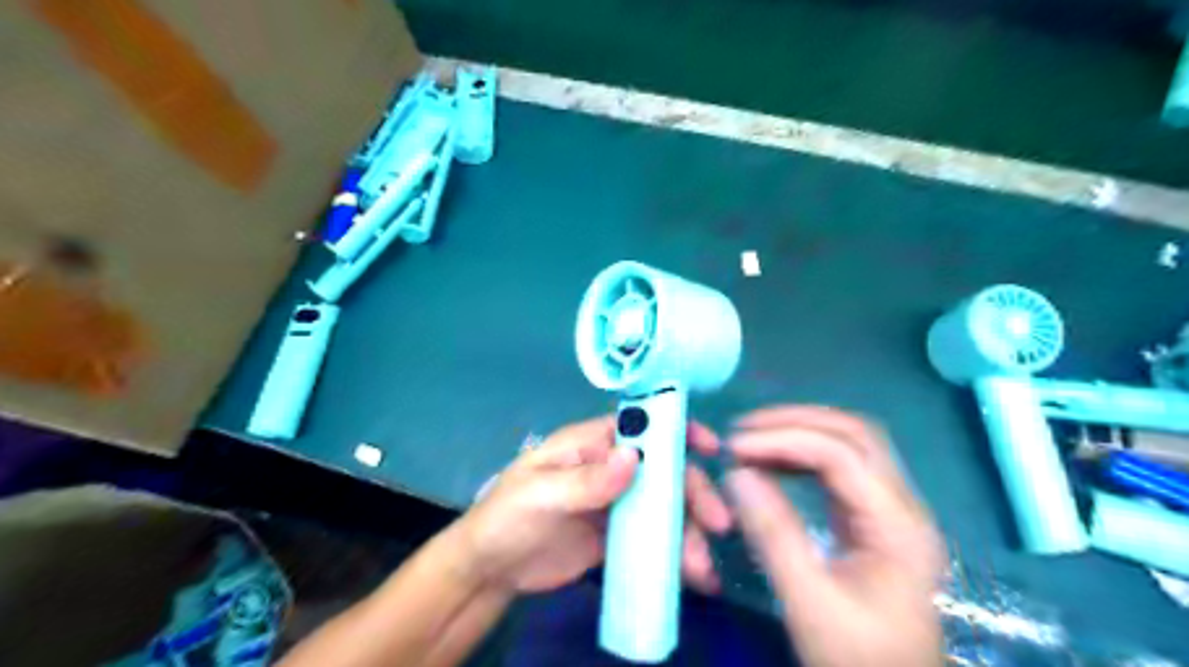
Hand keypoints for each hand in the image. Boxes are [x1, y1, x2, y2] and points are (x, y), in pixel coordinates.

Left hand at [457, 417, 733, 593]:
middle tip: (716, 525)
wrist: (490, 569)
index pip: (641, 426)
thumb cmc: (507, 516)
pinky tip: (691, 575)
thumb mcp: (540, 493)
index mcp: (592, 444)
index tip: (711, 449)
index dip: (677, 430)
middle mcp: (611, 467)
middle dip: (694, 493)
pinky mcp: (617, 536)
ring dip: (688, 531)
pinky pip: (653, 538)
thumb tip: (634, 458)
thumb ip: (585, 480)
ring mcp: (617, 503)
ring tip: (700, 568)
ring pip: (664, 507)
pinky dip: (673, 552)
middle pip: (664, 471)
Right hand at [724, 407, 949, 666]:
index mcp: (897, 527)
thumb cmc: (857, 657)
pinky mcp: (875, 518)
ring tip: (753, 438)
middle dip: (796, 421)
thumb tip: (737, 474)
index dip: (784, 441)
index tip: (735, 447)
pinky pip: (841, 466)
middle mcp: (903, 506)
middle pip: (855, 434)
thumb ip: (773, 535)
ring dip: (801, 431)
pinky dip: (804, 454)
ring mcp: (892, 509)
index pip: (841, 456)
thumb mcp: (809, 602)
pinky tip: (774, 462)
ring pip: (851, 443)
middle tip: (744, 428)